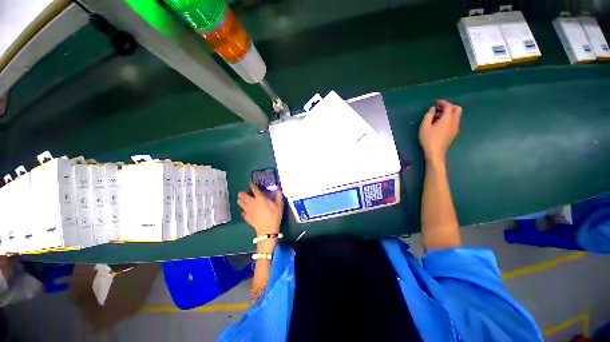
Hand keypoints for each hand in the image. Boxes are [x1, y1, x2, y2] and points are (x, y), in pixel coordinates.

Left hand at [237, 183, 283, 236]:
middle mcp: (251, 202)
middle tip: (249, 193)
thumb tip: (279, 188)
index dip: (251, 184)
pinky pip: (242, 211)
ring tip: (247, 200)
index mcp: (259, 198)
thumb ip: (279, 195)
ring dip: (242, 200)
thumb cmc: (274, 216)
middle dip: (244, 192)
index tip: (252, 183)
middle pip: (241, 194)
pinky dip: (244, 209)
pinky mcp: (246, 216)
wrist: (267, 230)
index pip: (253, 188)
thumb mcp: (279, 205)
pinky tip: (249, 210)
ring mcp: (247, 210)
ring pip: (239, 202)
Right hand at [419, 100, 461, 166]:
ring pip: (456, 115)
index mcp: (447, 119)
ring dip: (449, 113)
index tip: (436, 103)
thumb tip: (433, 109)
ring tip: (437, 117)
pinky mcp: (454, 133)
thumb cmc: (428, 138)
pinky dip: (449, 119)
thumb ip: (428, 115)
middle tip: (439, 108)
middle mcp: (454, 121)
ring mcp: (455, 128)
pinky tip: (440, 124)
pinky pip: (454, 121)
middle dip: (449, 106)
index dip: (443, 103)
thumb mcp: (424, 126)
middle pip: (457, 109)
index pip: (449, 106)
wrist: (435, 152)